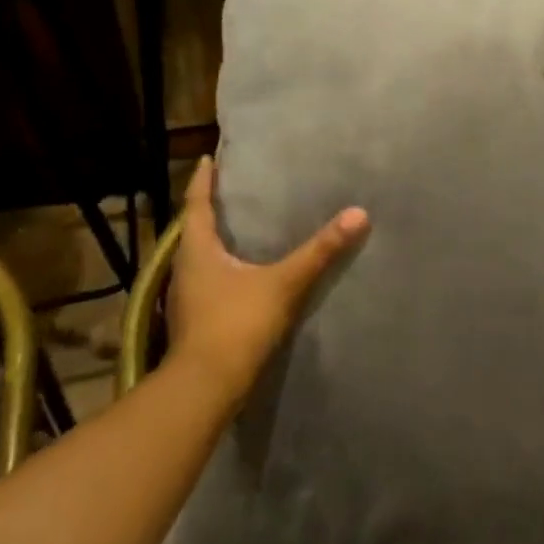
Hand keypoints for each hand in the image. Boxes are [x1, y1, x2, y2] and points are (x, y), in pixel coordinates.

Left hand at [162, 158, 369, 411]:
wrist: (207, 385)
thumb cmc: (237, 324)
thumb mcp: (284, 283)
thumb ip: (320, 251)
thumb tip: (358, 214)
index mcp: (197, 251)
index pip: (196, 205)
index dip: (203, 180)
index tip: (209, 158)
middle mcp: (184, 269)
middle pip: (194, 230)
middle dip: (210, 210)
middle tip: (233, 191)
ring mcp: (187, 298)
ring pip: (200, 258)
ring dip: (216, 241)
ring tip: (241, 228)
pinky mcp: (195, 320)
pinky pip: (208, 281)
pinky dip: (223, 268)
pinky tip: (243, 274)